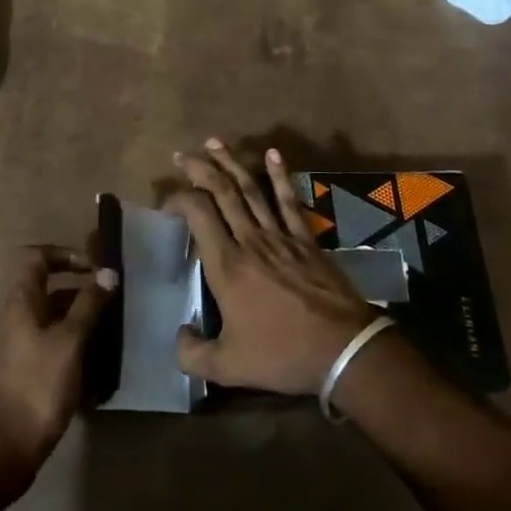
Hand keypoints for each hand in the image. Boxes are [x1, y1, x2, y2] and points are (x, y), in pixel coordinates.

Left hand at [0, 246, 116, 476]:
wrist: (1, 450)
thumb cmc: (36, 386)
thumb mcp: (70, 342)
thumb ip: (89, 305)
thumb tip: (108, 272)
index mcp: (19, 303)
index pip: (37, 258)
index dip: (65, 255)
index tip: (94, 268)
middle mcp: (12, 319)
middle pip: (46, 290)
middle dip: (80, 292)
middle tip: (111, 304)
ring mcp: (13, 348)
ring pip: (49, 321)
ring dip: (77, 322)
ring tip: (108, 335)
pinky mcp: (18, 374)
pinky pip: (47, 346)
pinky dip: (69, 347)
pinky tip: (92, 367)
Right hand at [168, 140, 378, 394]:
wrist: (342, 349)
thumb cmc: (282, 355)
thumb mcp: (228, 367)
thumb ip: (193, 354)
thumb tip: (179, 335)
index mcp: (226, 265)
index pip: (197, 214)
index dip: (178, 199)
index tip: (167, 201)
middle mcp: (250, 240)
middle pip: (221, 192)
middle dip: (199, 169)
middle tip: (181, 155)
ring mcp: (280, 235)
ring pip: (251, 189)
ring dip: (231, 163)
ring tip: (214, 142)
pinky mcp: (306, 238)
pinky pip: (289, 200)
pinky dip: (280, 175)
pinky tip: (273, 154)